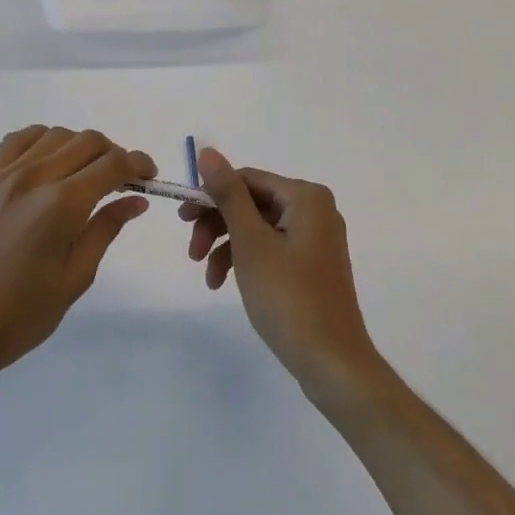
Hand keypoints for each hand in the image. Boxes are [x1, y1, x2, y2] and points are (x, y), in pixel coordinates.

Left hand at [0, 126, 152, 390]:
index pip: (112, 165)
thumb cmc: (18, 317)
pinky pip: (19, 140)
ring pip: (55, 134)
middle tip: (123, 180)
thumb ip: (105, 230)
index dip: (138, 164)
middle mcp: (34, 178)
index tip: (149, 175)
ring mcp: (4, 174)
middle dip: (113, 154)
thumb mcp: (74, 279)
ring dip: (80, 146)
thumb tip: (136, 201)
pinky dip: (43, 140)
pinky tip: (50, 162)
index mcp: (61, 205)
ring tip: (86, 173)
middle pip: (87, 141)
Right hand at [180, 147, 383, 405]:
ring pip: (259, 228)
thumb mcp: (250, 242)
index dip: (211, 195)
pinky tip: (226, 284)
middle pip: (252, 204)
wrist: (332, 363)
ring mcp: (316, 239)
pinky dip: (246, 261)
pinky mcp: (312, 266)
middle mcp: (315, 209)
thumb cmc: (288, 296)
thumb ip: (228, 194)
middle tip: (191, 251)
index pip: (247, 179)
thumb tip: (208, 151)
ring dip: (228, 247)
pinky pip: (272, 249)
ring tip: (208, 277)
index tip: (182, 219)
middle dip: (218, 225)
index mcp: (306, 196)